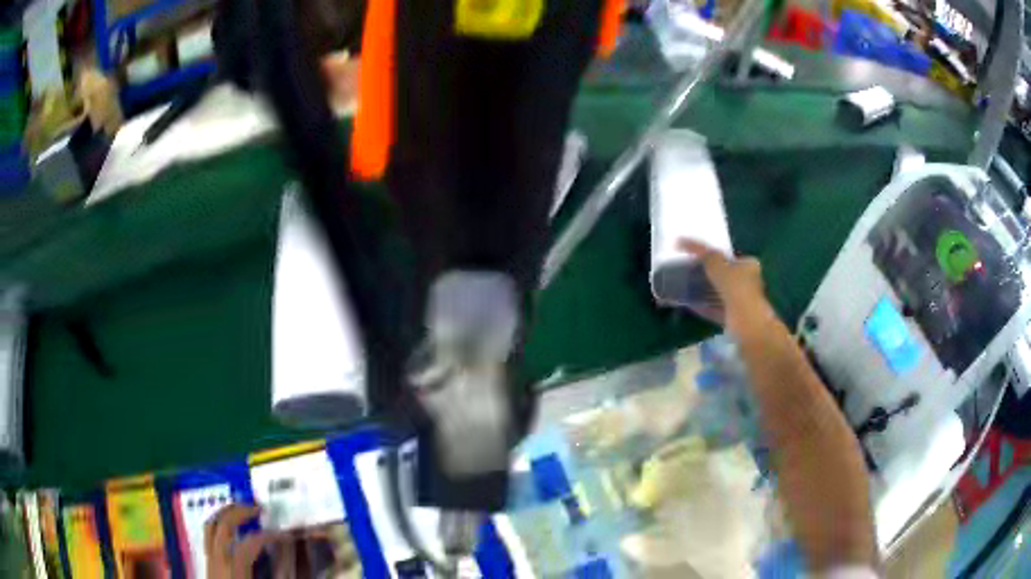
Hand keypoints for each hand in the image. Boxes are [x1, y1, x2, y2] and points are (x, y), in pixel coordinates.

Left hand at [205, 504, 278, 578]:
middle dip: (240, 512)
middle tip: (258, 508)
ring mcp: (209, 561)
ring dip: (226, 514)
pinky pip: (208, 537)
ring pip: (210, 526)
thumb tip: (291, 559)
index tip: (285, 535)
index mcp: (233, 571)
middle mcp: (217, 561)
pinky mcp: (207, 564)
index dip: (268, 536)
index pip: (249, 544)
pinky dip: (218, 526)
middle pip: (223, 525)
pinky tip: (230, 530)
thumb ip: (278, 576)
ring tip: (241, 510)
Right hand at [677, 239, 769, 334]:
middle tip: (684, 267)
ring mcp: (740, 301)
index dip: (702, 249)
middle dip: (704, 271)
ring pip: (717, 291)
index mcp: (748, 265)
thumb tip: (702, 252)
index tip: (682, 245)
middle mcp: (747, 281)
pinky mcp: (733, 319)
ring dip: (702, 288)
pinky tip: (689, 304)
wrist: (751, 331)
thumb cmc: (739, 295)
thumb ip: (711, 259)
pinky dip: (703, 305)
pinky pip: (715, 308)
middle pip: (722, 273)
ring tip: (683, 284)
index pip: (722, 253)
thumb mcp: (722, 271)